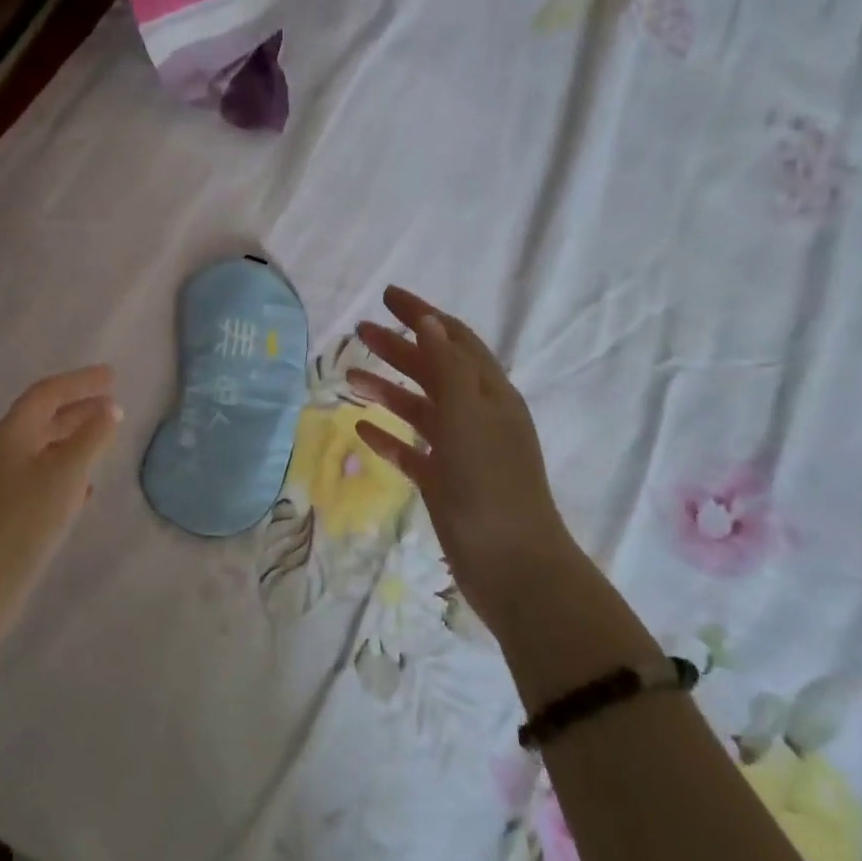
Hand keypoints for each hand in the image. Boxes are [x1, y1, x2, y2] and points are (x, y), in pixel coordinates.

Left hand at [0, 366, 121, 664]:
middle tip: (112, 401)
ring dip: (74, 437)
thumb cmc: (26, 520)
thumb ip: (92, 437)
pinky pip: (42, 474)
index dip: (81, 381)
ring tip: (105, 435)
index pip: (47, 393)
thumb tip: (110, 408)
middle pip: (43, 417)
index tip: (112, 376)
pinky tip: (86, 485)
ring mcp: (2, 480)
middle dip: (78, 407)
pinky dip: (66, 469)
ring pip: (44, 447)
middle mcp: (3, 449)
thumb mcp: (66, 473)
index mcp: (11, 432)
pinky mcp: (7, 509)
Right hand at [350, 288, 581, 630]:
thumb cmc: (491, 483)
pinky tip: (362, 430)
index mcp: (490, 393)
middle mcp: (477, 415)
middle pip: (432, 369)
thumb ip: (448, 366)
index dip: (421, 314)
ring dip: (387, 390)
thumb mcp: (470, 415)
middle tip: (359, 332)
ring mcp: (460, 450)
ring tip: (349, 378)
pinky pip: (411, 450)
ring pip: (419, 409)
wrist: (512, 564)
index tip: (386, 296)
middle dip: (397, 347)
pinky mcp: (444, 482)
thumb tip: (429, 321)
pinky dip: (389, 436)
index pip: (453, 338)